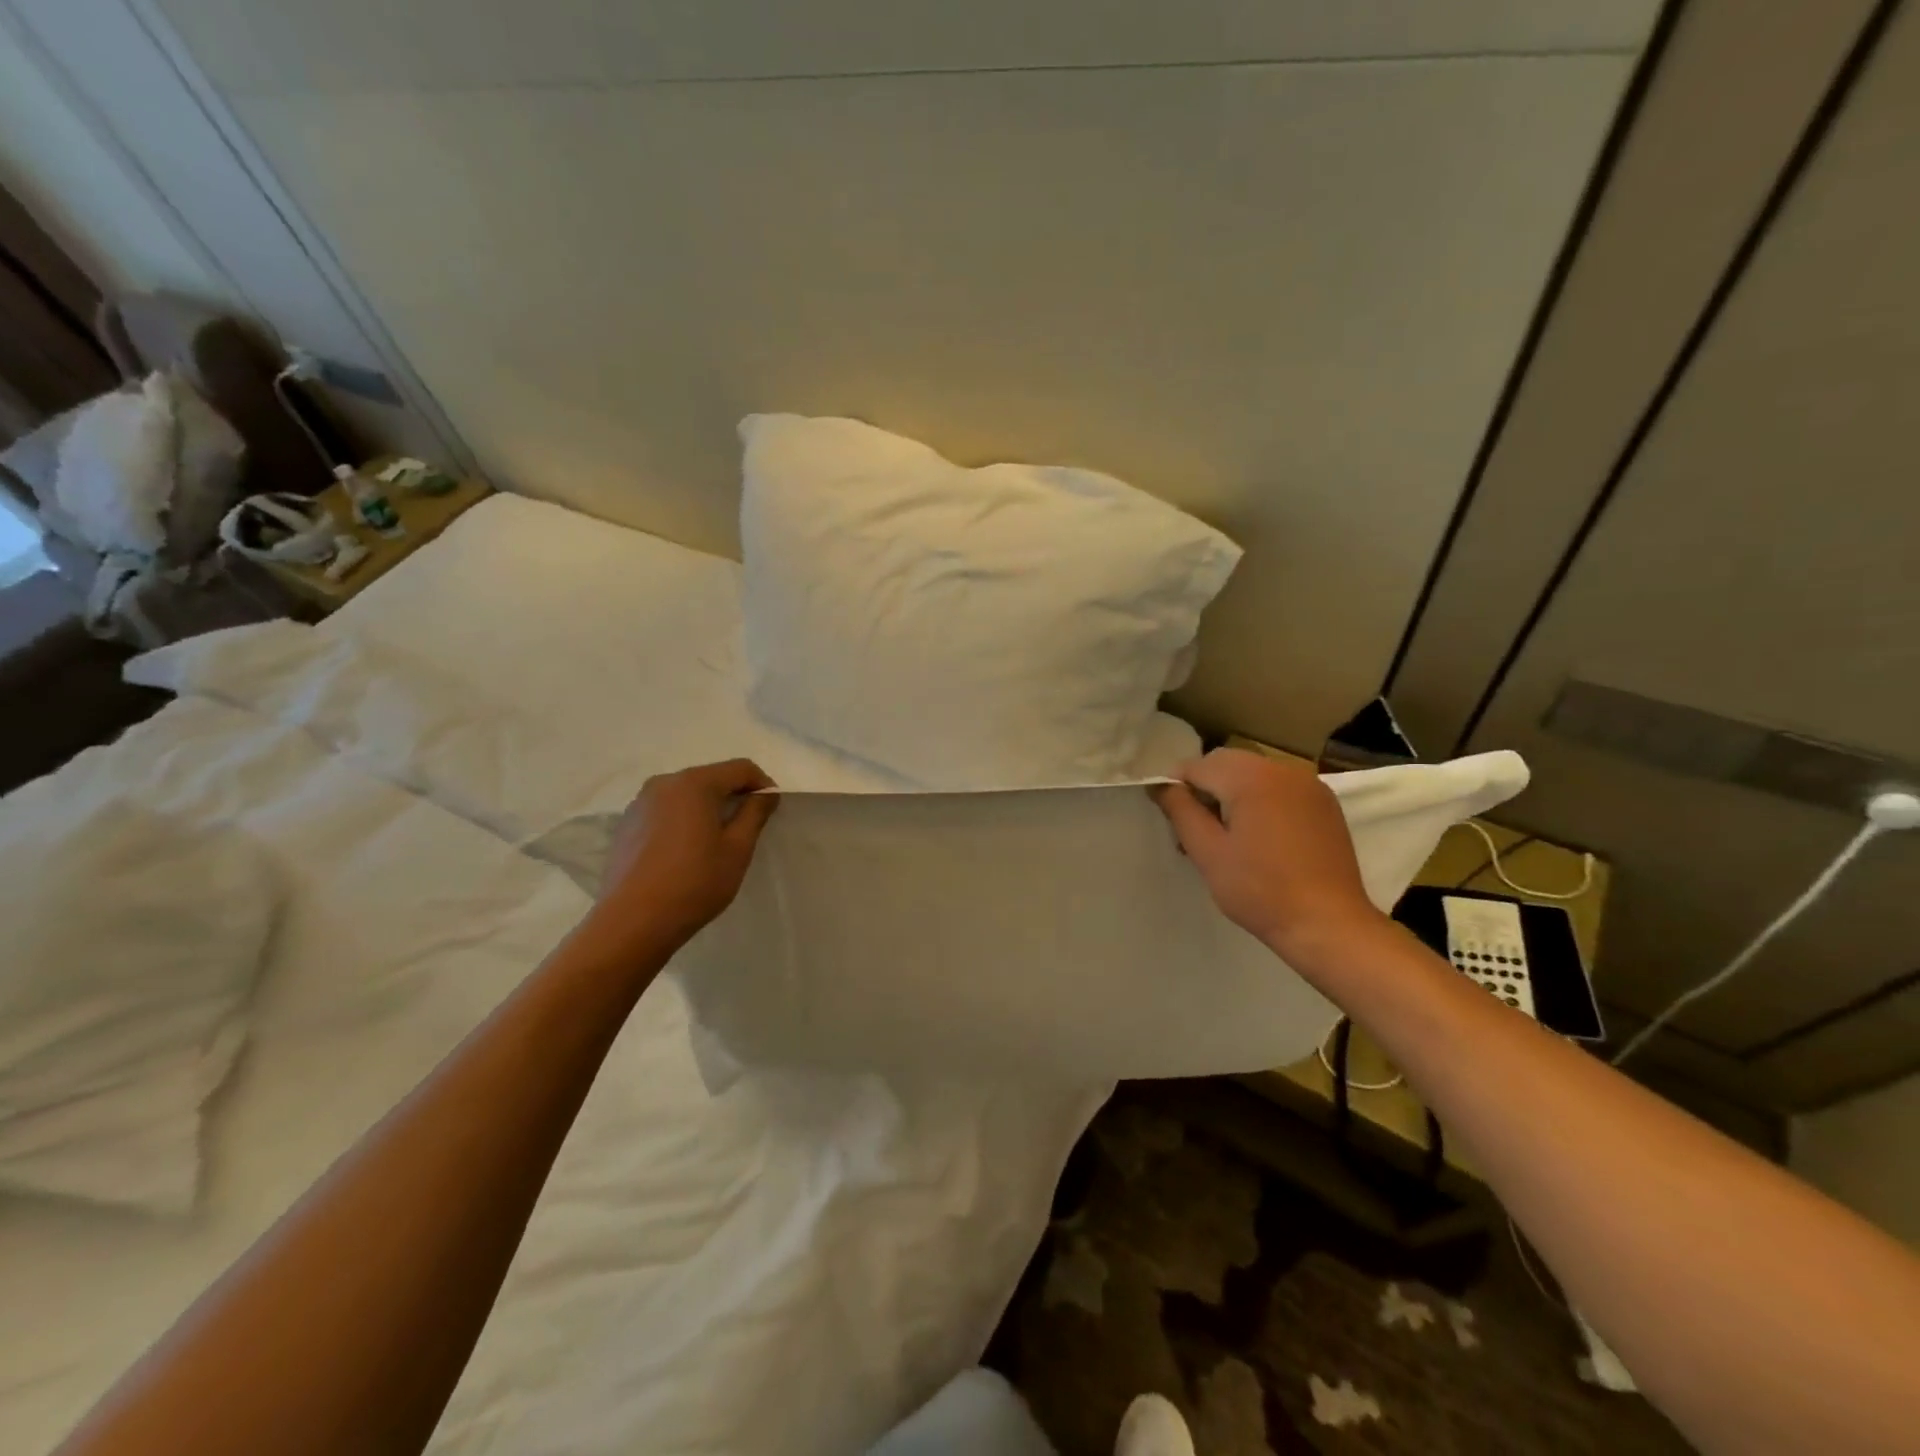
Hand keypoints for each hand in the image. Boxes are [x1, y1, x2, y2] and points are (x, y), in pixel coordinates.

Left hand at [589, 759, 779, 955]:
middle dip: (734, 795)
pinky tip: (686, 852)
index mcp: (694, 783)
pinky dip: (684, 820)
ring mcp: (641, 803)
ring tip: (716, 842)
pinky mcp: (627, 824)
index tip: (771, 811)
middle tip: (748, 827)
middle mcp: (664, 783)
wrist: (632, 922)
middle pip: (711, 778)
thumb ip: (755, 813)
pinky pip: (666, 810)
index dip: (762, 785)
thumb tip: (765, 794)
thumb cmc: (695, 883)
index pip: (740, 768)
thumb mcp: (738, 849)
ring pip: (687, 794)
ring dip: (707, 808)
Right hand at [1151, 748, 1387, 962]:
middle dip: (1206, 788)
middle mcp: (1282, 769)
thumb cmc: (1259, 890)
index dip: (1177, 788)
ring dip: (1233, 794)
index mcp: (1251, 777)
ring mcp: (1309, 784)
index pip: (1197, 766)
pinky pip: (1280, 788)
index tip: (1172, 819)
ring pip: (1254, 774)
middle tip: (1196, 830)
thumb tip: (1160, 785)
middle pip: (1227, 764)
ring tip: (1227, 837)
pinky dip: (1261, 800)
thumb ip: (1180, 811)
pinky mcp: (1324, 803)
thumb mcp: (1207, 852)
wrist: (1328, 924)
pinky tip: (1260, 838)